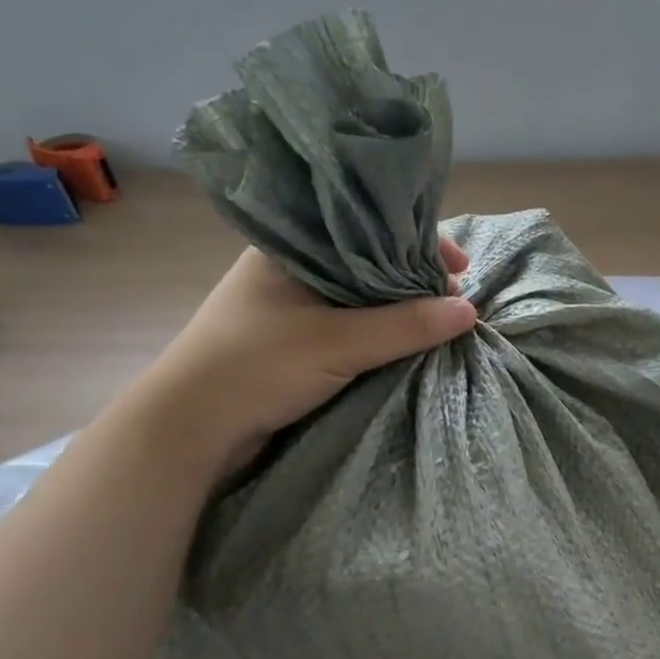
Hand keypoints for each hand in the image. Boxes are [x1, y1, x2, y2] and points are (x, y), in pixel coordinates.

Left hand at [122, 240, 477, 473]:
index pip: (369, 228)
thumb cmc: (256, 366)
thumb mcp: (338, 342)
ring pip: (364, 296)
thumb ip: (405, 325)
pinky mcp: (296, 341)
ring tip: (442, 320)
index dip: (418, 242)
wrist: (188, 430)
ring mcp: (293, 307)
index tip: (459, 265)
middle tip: (457, 298)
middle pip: (371, 261)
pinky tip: (409, 340)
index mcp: (294, 248)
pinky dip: (383, 330)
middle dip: (417, 278)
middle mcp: (295, 269)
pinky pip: (353, 324)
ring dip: (402, 308)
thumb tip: (471, 311)